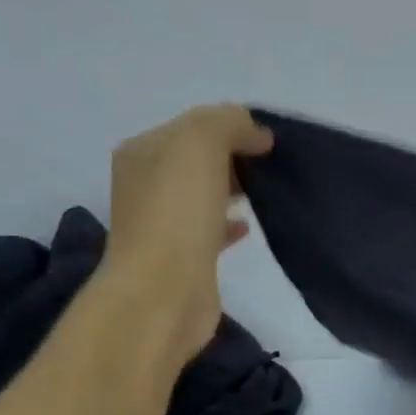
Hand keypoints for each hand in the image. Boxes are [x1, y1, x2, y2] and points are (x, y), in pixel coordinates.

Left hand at [104, 105, 273, 356]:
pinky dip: (229, 222)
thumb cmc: (178, 212)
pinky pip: (210, 229)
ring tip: (266, 192)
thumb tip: (257, 134)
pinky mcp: (183, 257)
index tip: (269, 142)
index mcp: (143, 152)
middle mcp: (146, 184)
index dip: (231, 126)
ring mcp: (162, 223)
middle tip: (272, 166)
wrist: (164, 290)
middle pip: (197, 160)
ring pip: (204, 194)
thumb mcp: (201, 143)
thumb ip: (229, 124)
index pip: (193, 125)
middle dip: (234, 157)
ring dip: (233, 188)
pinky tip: (249, 225)